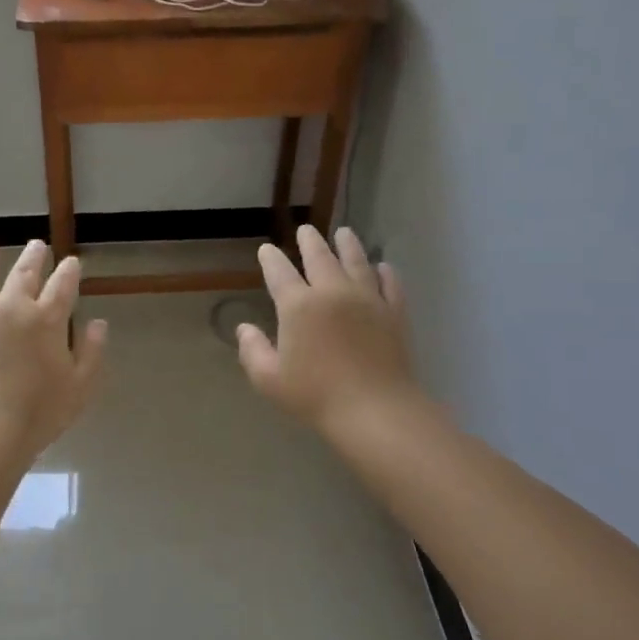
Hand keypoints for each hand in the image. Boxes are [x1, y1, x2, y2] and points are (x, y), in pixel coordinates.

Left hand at [0, 239, 108, 464]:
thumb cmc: (36, 414)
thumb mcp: (79, 388)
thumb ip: (91, 352)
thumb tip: (98, 323)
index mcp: (47, 319)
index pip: (62, 285)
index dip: (68, 271)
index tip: (71, 262)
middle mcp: (11, 306)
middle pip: (24, 273)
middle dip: (33, 256)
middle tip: (36, 244)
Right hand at [237, 225, 419, 444]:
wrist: (375, 409)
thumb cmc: (316, 396)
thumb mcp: (270, 380)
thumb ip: (253, 351)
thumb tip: (244, 328)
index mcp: (298, 306)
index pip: (279, 272)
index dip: (270, 259)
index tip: (266, 249)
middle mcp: (332, 292)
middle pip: (320, 257)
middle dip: (310, 241)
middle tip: (306, 230)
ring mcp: (367, 299)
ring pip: (356, 262)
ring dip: (348, 245)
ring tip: (344, 233)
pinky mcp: (394, 312)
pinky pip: (390, 284)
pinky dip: (386, 272)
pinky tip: (384, 267)